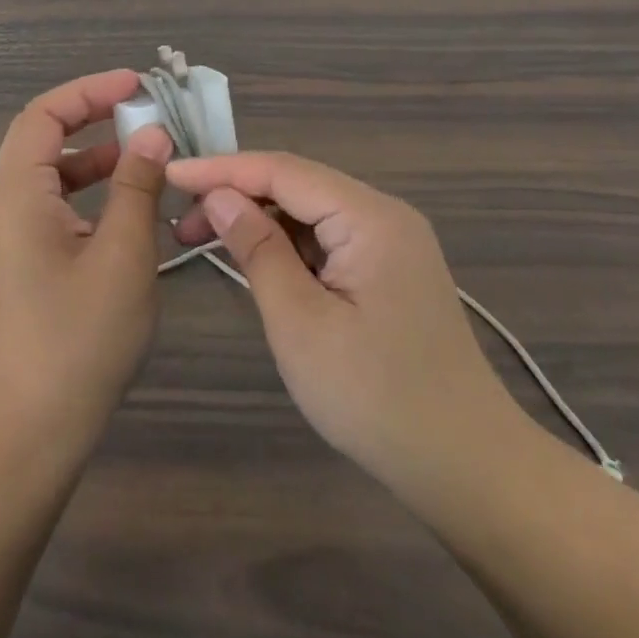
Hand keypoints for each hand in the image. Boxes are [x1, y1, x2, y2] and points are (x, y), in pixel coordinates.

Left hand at [0, 70, 172, 464]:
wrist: (32, 428)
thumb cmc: (79, 337)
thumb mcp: (123, 256)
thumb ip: (136, 187)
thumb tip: (151, 135)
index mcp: (19, 194)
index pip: (44, 115)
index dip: (88, 91)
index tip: (135, 85)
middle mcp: (9, 205)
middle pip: (43, 137)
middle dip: (92, 116)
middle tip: (141, 111)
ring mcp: (16, 235)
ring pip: (53, 173)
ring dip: (95, 155)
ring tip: (145, 153)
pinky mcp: (29, 261)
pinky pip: (58, 205)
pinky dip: (92, 192)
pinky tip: (131, 205)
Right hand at [168, 151, 524, 498]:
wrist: (467, 468)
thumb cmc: (377, 398)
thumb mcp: (301, 323)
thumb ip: (257, 249)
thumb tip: (218, 196)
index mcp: (370, 217)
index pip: (283, 170)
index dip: (222, 169)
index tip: (170, 173)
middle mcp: (384, 214)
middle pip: (296, 184)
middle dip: (236, 194)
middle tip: (182, 221)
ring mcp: (390, 241)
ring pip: (309, 210)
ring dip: (258, 220)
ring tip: (205, 240)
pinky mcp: (388, 268)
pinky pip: (326, 237)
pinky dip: (285, 244)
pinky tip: (256, 262)